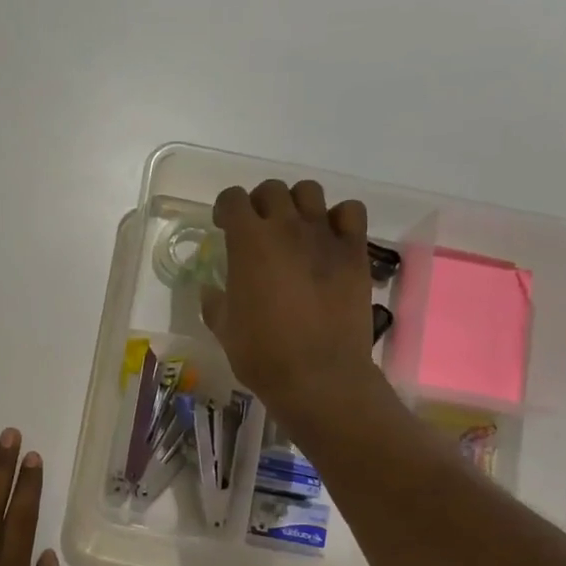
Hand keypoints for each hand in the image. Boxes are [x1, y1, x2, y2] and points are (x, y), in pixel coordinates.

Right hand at [203, 179, 389, 433]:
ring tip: (294, 229)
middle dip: (259, 204)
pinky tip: (330, 239)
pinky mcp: (355, 252)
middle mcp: (286, 228)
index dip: (225, 209)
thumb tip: (210, 291)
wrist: (319, 376)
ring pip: (310, 192)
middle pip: (271, 190)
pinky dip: (338, 218)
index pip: (232, 199)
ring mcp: (325, 236)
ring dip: (297, 204)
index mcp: (248, 242)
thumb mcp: (224, 329)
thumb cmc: (262, 354)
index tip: (223, 226)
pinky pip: (350, 212)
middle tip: (258, 230)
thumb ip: (215, 302)